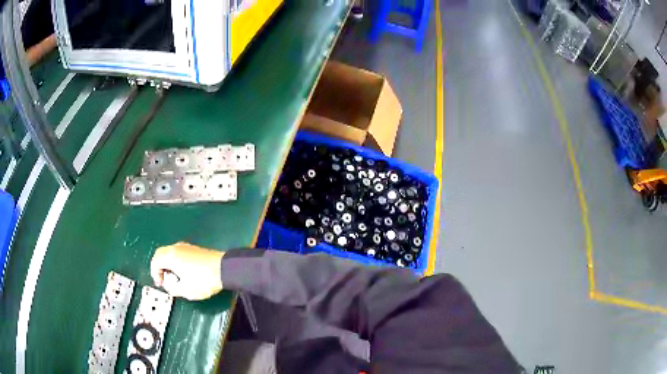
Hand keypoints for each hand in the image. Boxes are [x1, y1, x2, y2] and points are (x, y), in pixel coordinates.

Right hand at [150, 242, 224, 300]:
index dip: (155, 274)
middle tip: (165, 280)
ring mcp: (187, 247)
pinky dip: (177, 261)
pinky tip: (184, 272)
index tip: (161, 284)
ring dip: (168, 264)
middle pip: (161, 254)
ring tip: (175, 278)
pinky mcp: (195, 249)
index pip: (155, 261)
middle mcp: (176, 248)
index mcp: (171, 256)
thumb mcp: (186, 290)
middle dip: (160, 267)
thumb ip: (173, 289)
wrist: (225, 269)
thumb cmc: (203, 280)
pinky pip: (179, 253)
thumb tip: (169, 287)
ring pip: (170, 252)